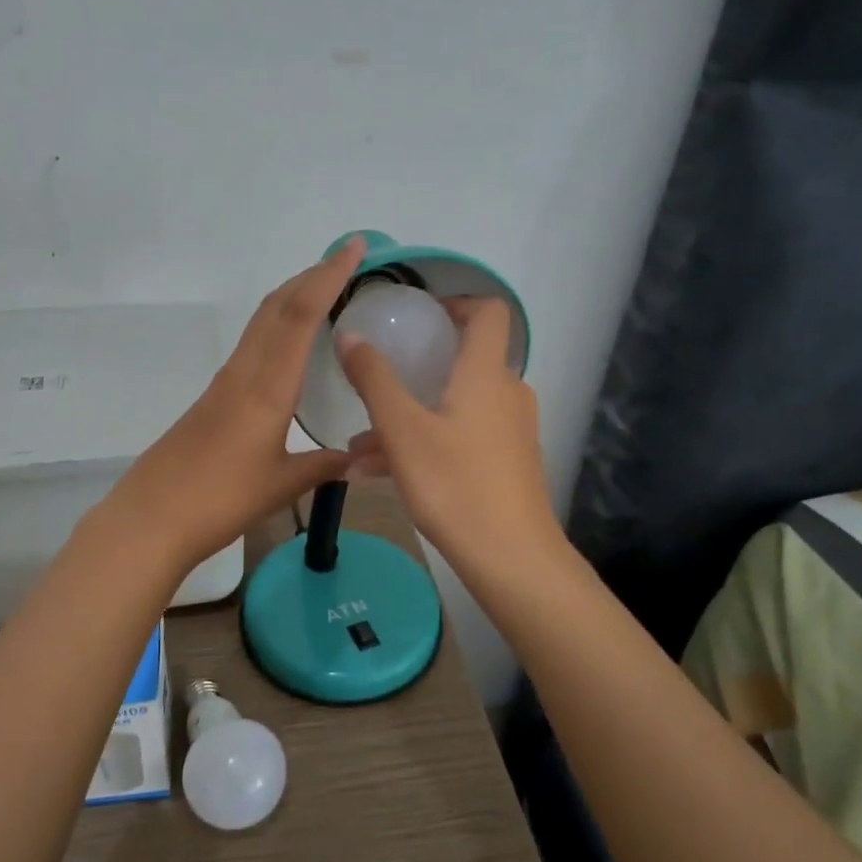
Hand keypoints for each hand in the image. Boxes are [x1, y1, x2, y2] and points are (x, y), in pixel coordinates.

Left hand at [105, 239, 362, 568]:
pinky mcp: (212, 398)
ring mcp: (224, 383)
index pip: (300, 315)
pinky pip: (251, 346)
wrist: (151, 517)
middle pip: (276, 307)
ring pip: (260, 323)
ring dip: (292, 298)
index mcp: (267, 387)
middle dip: (311, 276)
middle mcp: (243, 373)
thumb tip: (358, 457)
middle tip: (346, 261)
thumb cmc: (219, 500)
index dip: (328, 276)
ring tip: (324, 292)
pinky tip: (290, 348)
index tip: (353, 247)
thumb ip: (322, 466)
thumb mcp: (281, 485)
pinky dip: (277, 328)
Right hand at [337, 296, 558, 575]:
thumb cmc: (455, 484)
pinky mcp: (507, 463)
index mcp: (485, 374)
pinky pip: (460, 437)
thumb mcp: (402, 430)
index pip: (488, 312)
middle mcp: (505, 394)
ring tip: (358, 448)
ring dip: (408, 417)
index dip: (455, 303)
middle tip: (375, 382)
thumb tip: (350, 334)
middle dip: (413, 372)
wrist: (512, 558)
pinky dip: (424, 443)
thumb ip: (374, 379)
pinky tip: (378, 474)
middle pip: (461, 363)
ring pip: (452, 407)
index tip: (418, 316)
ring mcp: (510, 431)